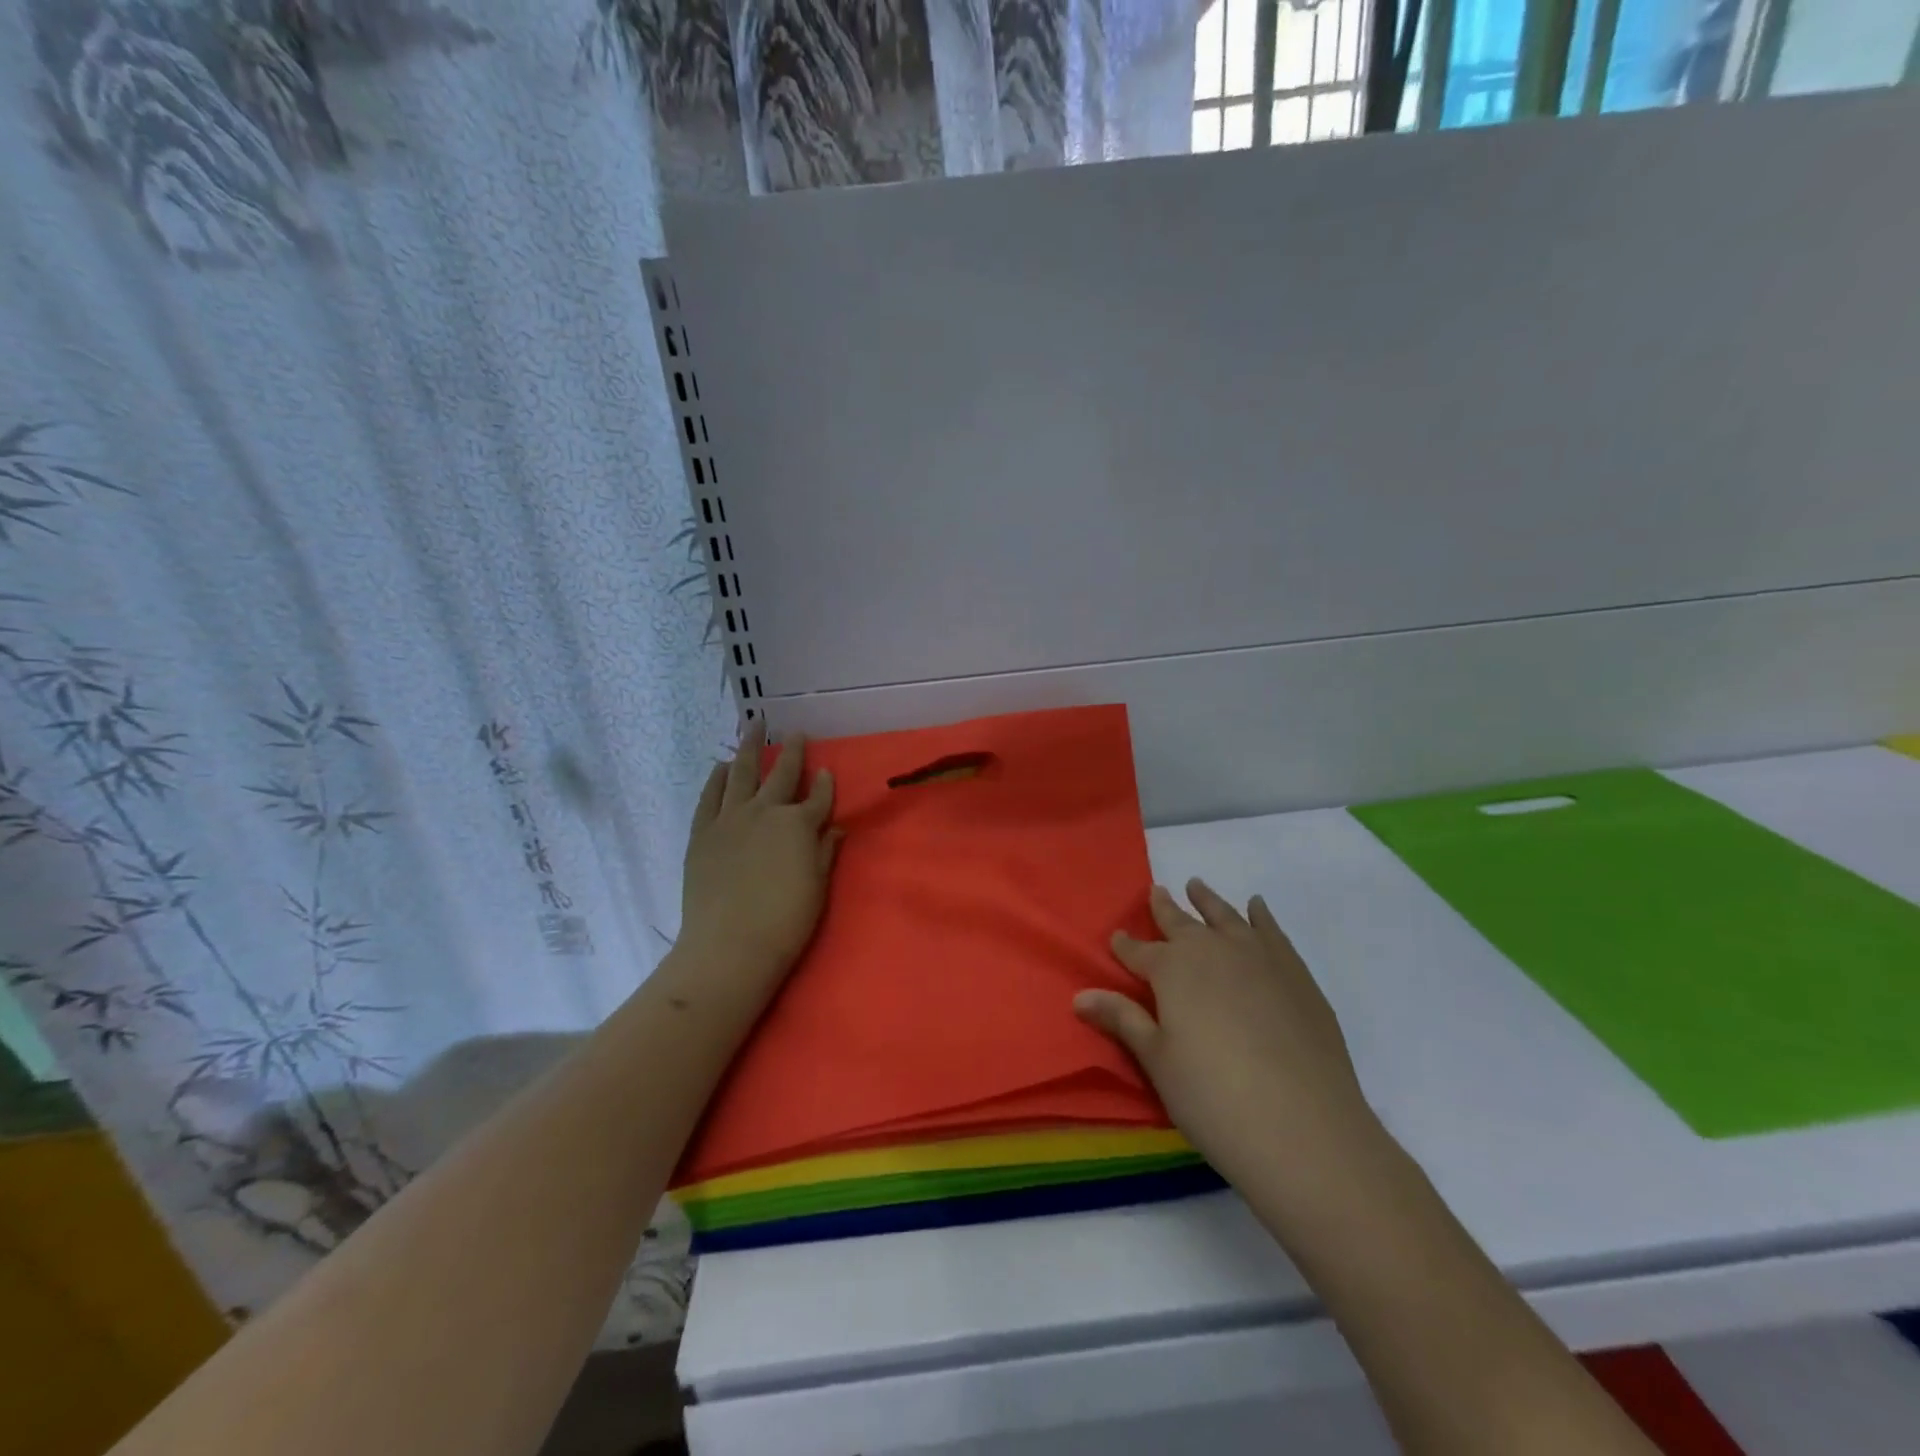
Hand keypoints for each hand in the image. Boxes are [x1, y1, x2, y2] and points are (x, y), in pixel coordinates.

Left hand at [680, 723, 840, 988]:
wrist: (730, 946)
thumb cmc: (785, 922)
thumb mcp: (817, 887)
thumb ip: (825, 852)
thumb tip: (835, 828)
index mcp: (799, 825)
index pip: (819, 798)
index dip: (826, 784)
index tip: (827, 771)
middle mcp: (766, 812)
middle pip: (782, 774)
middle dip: (792, 752)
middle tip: (796, 732)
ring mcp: (730, 819)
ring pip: (741, 773)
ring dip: (749, 748)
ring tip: (753, 727)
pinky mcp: (703, 832)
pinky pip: (710, 796)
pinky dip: (716, 778)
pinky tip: (721, 766)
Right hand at [1074, 879, 1379, 1187]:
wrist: (1304, 1127)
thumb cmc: (1214, 1098)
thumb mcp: (1158, 1061)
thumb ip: (1123, 1020)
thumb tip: (1080, 996)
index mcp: (1173, 970)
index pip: (1139, 952)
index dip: (1125, 946)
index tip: (1116, 937)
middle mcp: (1213, 951)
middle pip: (1182, 924)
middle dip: (1165, 909)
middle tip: (1156, 891)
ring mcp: (1259, 958)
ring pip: (1226, 917)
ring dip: (1209, 902)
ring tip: (1198, 886)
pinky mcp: (1296, 975)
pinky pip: (1272, 932)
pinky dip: (1261, 916)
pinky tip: (1257, 908)